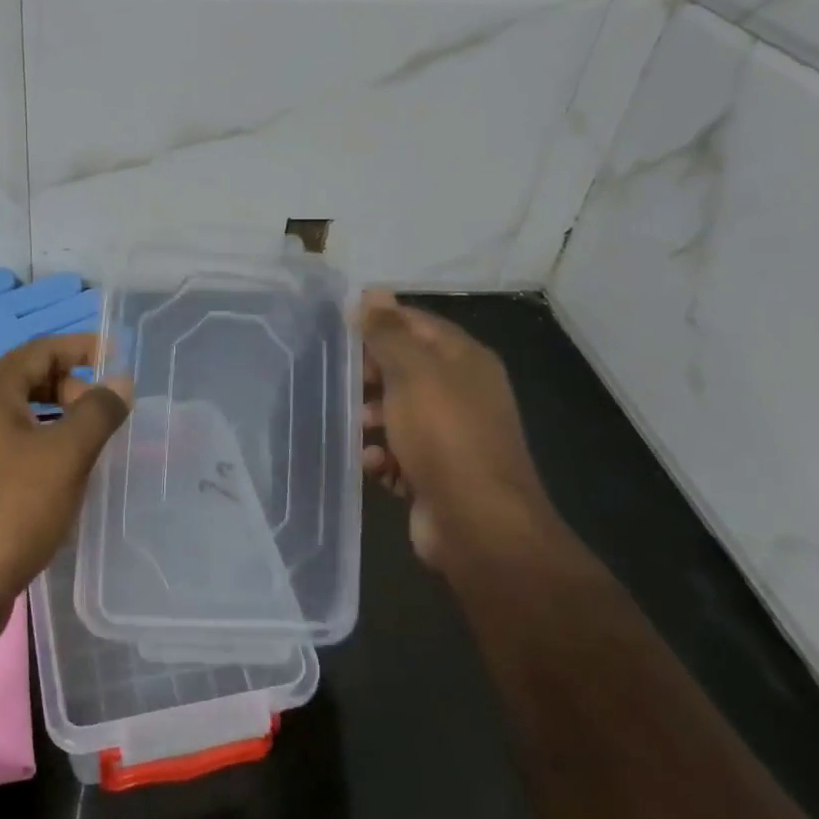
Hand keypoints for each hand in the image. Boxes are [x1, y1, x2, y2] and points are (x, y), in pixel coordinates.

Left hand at [0, 333, 131, 608]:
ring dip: (62, 421)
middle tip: (108, 410)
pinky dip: (47, 449)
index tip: (116, 355)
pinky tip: (71, 477)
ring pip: (24, 419)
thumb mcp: (65, 454)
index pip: (39, 351)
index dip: (79, 347)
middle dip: (72, 387)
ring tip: (97, 441)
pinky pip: (17, 450)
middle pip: (30, 381)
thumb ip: (97, 411)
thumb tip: (120, 381)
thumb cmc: (12, 509)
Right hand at [359, 291, 563, 575]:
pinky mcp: (437, 473)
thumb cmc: (444, 436)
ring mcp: (452, 435)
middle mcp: (462, 392)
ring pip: (398, 412)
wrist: (479, 526)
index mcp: (465, 360)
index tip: (340, 329)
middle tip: (342, 380)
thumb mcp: (412, 373)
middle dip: (371, 375)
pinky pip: (400, 453)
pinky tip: (372, 463)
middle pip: (405, 368)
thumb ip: (388, 332)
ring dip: (371, 417)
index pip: (417, 323)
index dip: (380, 322)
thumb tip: (373, 292)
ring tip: (357, 428)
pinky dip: (382, 456)